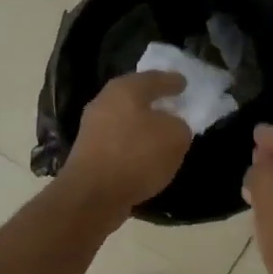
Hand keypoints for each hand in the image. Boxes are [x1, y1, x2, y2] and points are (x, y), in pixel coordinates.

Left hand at [62, 70, 193, 212]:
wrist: (92, 195)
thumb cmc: (136, 155)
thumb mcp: (175, 137)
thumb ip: (179, 126)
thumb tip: (171, 127)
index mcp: (125, 89)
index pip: (154, 78)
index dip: (172, 81)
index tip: (184, 83)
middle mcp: (105, 102)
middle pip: (135, 97)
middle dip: (155, 101)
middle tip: (173, 104)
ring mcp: (93, 128)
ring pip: (125, 119)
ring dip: (142, 125)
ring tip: (162, 133)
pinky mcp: (88, 153)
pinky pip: (119, 141)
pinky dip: (133, 144)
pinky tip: (145, 155)